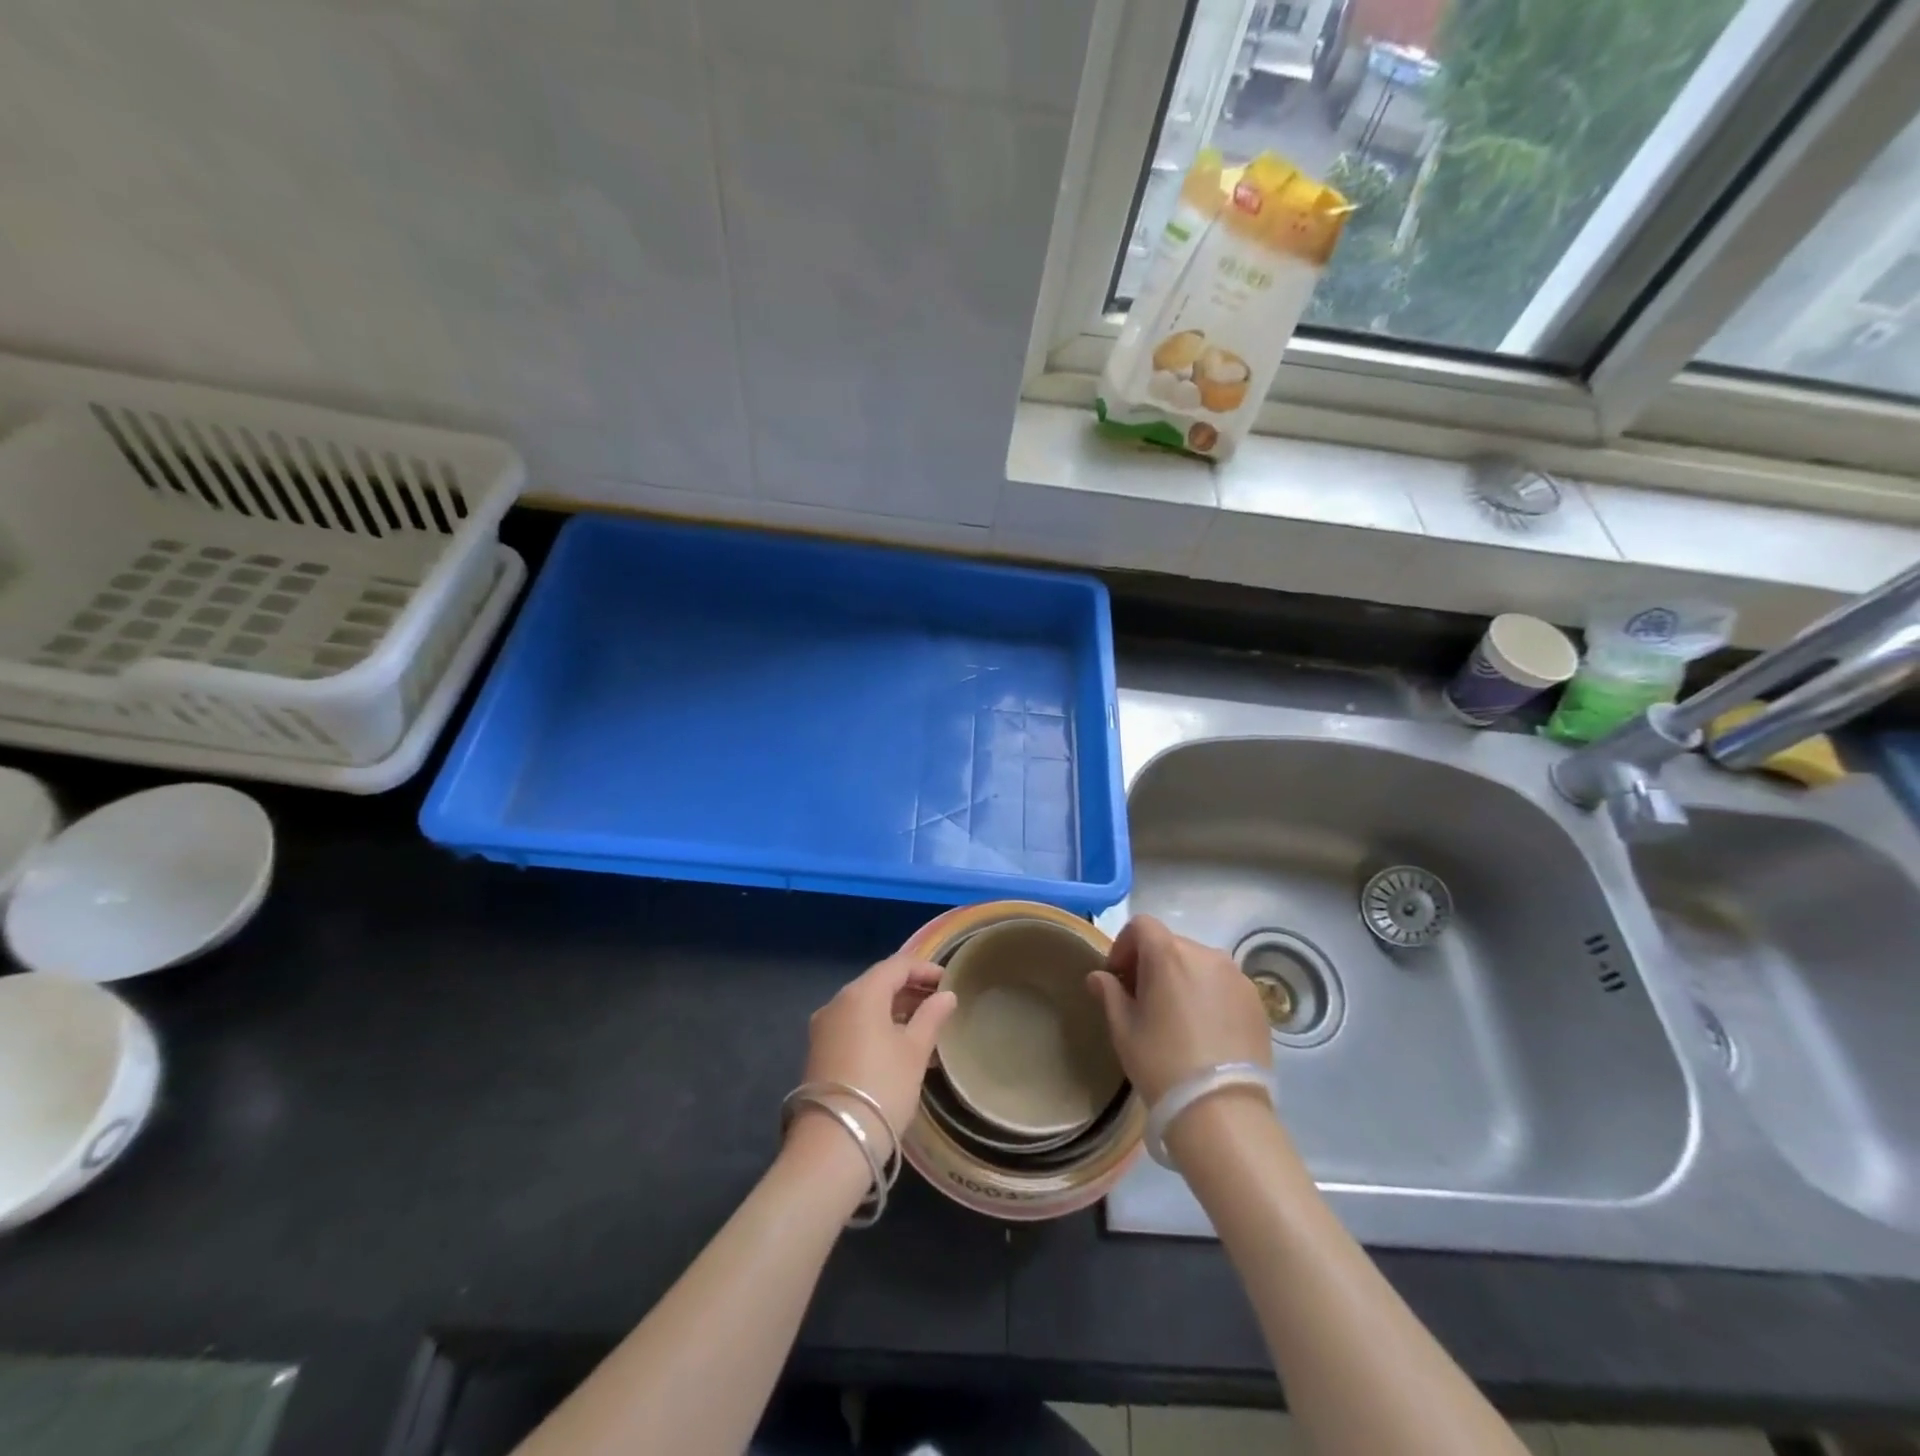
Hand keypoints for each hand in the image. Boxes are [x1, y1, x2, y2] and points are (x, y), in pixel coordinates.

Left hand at [794, 954, 955, 1157]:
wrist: (834, 1143)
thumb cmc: (882, 1088)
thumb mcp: (914, 1051)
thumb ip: (931, 1017)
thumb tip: (946, 995)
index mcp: (861, 994)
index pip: (896, 965)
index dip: (924, 968)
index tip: (948, 981)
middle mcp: (837, 1002)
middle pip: (878, 983)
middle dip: (909, 988)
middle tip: (939, 1002)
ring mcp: (824, 1027)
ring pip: (864, 1005)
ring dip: (894, 1009)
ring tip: (924, 1025)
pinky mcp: (819, 1051)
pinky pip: (853, 1025)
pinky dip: (877, 1025)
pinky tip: (897, 1044)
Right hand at [1087, 914, 1270, 1105]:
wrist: (1222, 1111)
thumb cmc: (1162, 1064)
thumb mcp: (1124, 1029)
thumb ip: (1109, 993)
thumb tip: (1099, 976)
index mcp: (1169, 954)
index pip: (1142, 925)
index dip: (1125, 945)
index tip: (1119, 976)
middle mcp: (1206, 954)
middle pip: (1171, 944)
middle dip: (1152, 964)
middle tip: (1143, 1000)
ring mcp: (1236, 976)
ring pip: (1200, 964)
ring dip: (1182, 977)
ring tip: (1176, 1016)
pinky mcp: (1257, 1000)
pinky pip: (1224, 984)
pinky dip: (1209, 994)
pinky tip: (1204, 1030)